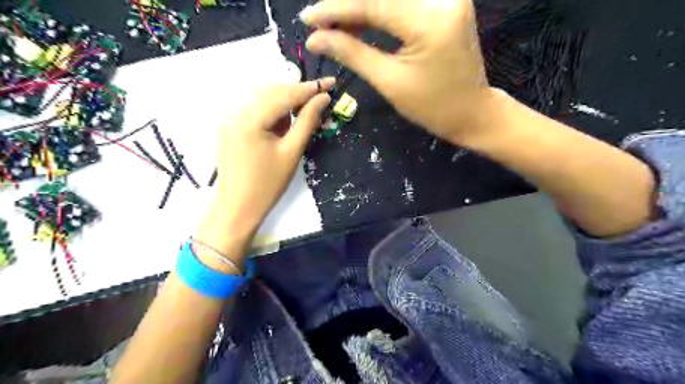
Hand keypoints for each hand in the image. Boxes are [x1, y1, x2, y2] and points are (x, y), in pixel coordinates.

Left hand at [196, 78, 334, 264]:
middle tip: (320, 99)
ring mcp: (229, 118)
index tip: (331, 83)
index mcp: (251, 118)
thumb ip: (307, 121)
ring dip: (285, 101)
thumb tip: (322, 99)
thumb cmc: (268, 184)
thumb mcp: (292, 152)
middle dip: (297, 93)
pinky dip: (272, 110)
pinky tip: (284, 121)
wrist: (237, 207)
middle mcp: (236, 111)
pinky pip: (254, 109)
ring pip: (263, 98)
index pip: (284, 94)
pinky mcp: (229, 126)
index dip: (309, 88)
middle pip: (272, 91)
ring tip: (304, 111)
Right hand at [301, 0, 498, 145]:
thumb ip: (352, 54)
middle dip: (347, 6)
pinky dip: (380, 10)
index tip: (307, 19)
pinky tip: (360, 22)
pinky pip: (405, 2)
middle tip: (319, 23)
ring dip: (361, 8)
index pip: (373, 4)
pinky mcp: (448, 3)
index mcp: (429, 22)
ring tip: (336, 26)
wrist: (472, 112)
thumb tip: (316, 39)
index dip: (336, 9)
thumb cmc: (432, 107)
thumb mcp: (389, 82)